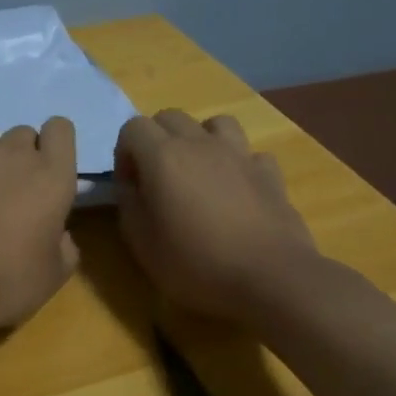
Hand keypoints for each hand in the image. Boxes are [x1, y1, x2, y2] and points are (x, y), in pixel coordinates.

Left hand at [0, 111, 80, 340]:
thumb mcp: (55, 274)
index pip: (60, 129)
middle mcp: (12, 153)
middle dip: (19, 155)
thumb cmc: (9, 282)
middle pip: (22, 132)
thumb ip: (63, 245)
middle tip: (10, 189)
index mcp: (52, 175)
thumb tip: (58, 235)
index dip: (55, 147)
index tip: (48, 173)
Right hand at [114, 110, 320, 323]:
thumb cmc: (196, 263)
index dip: (124, 154)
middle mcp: (200, 144)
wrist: (270, 278)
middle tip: (158, 179)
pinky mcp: (270, 173)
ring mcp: (239, 154)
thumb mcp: (142, 243)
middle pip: (170, 117)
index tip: (131, 186)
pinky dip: (239, 165)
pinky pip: (249, 153)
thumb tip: (132, 186)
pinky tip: (237, 190)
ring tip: (198, 174)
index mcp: (163, 156)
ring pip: (214, 123)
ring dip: (200, 140)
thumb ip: (129, 205)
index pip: (132, 127)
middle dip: (156, 140)